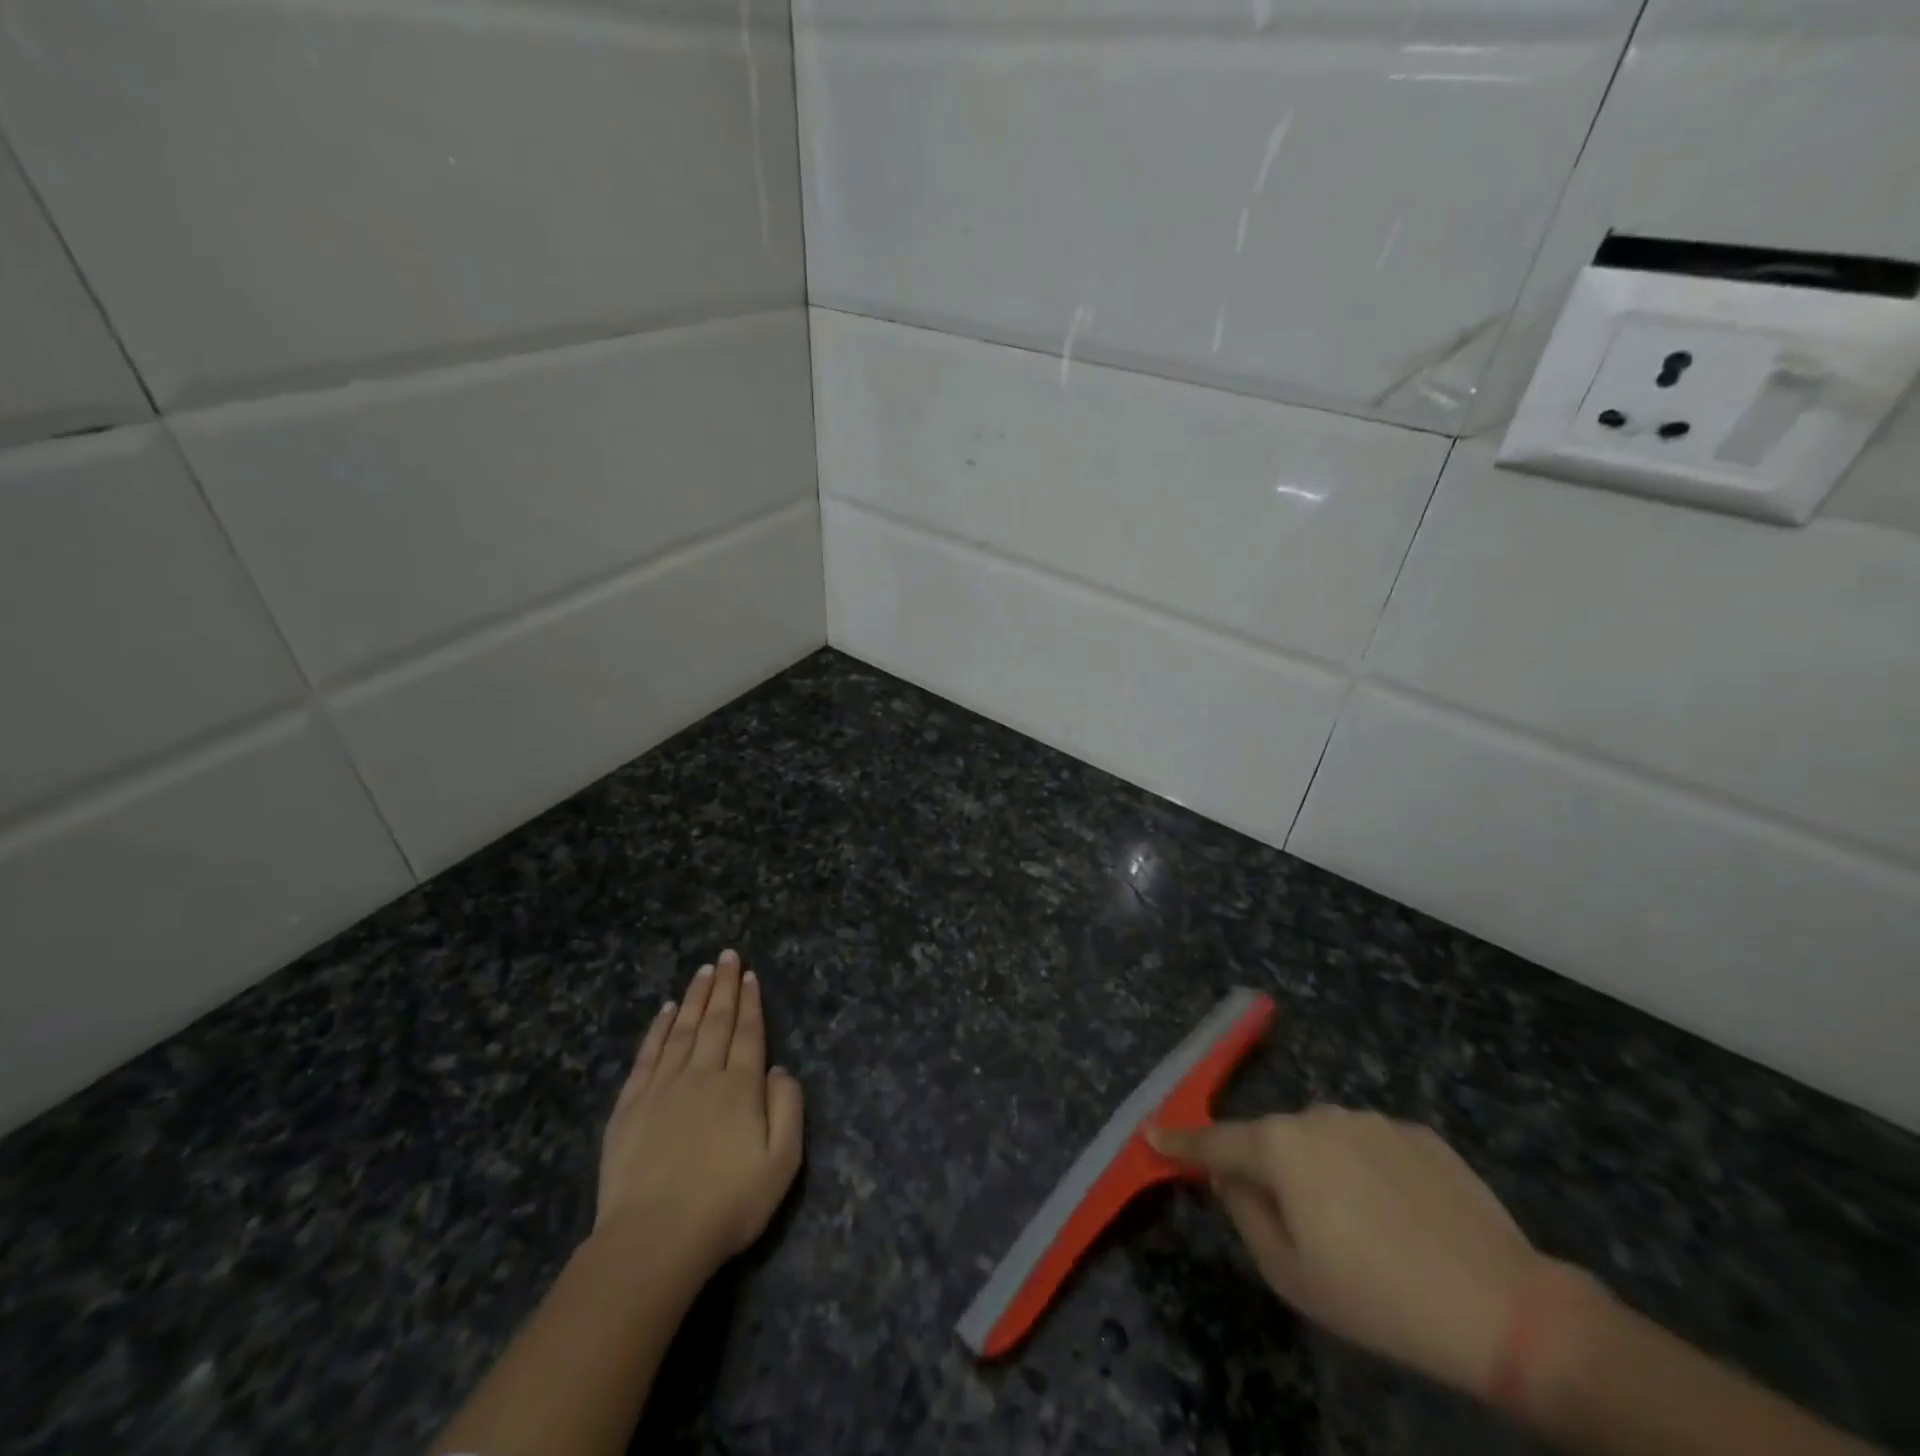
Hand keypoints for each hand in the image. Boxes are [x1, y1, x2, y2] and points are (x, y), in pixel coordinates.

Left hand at [596, 951, 803, 1273]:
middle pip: (717, 1021)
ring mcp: (663, 1087)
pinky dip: (659, 1028)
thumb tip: (778, 1068)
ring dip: (696, 997)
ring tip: (704, 970)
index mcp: (740, 1087)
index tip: (751, 974)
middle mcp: (703, 1075)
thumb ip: (788, 1108)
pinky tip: (666, 1010)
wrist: (653, 1240)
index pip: (748, 1032)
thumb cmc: (727, 1205)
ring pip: (683, 1029)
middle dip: (725, 986)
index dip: (751, 1002)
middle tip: (728, 955)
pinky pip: (648, 1055)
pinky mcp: (631, 1105)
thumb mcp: (782, 1163)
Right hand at [1151, 1107, 1583, 1397]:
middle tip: (1298, 1227)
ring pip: (1324, 1140)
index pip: (1214, 1141)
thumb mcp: (1290, 1274)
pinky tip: (1402, 1217)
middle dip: (1270, 1170)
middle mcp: (1317, 1115)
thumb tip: (1228, 1177)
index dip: (1181, 1142)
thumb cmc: (1377, 1297)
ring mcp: (1370, 1118)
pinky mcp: (1417, 1130)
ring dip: (1323, 1170)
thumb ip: (1244, 1213)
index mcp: (1279, 1145)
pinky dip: (1370, 1172)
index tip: (1154, 1134)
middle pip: (1274, 1140)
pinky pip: (1372, 1146)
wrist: (1504, 1306)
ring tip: (1363, 1229)